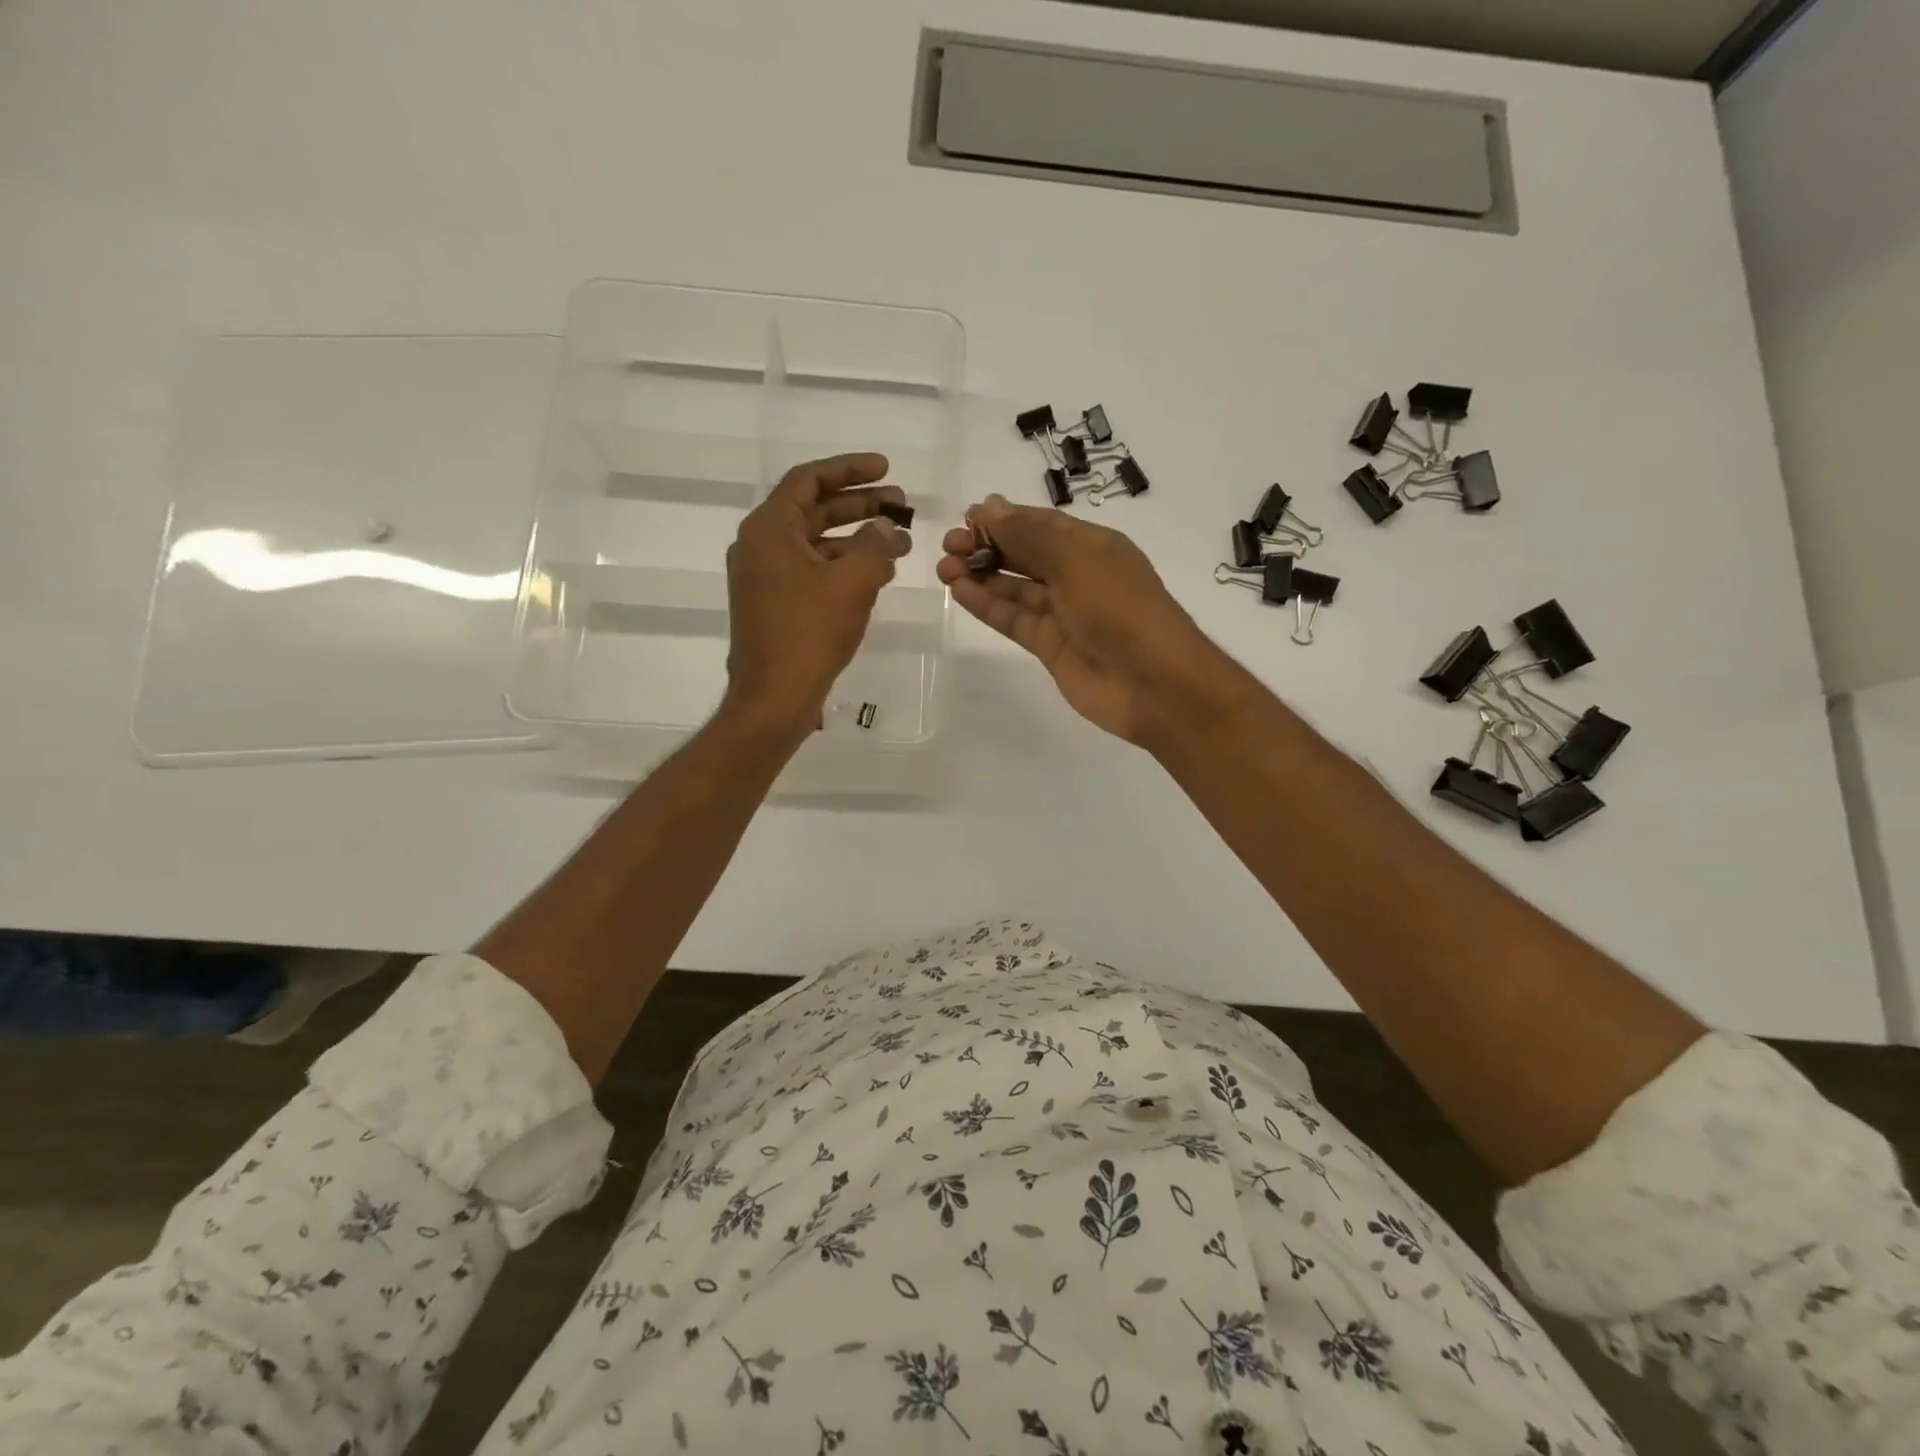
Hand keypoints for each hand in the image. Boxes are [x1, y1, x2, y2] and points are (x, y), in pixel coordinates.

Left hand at [723, 453, 910, 735]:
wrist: (774, 697)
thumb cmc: (810, 633)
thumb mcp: (853, 582)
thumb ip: (875, 545)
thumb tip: (887, 529)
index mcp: (769, 528)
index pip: (809, 479)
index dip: (850, 469)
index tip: (886, 469)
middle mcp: (760, 545)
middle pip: (814, 510)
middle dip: (860, 505)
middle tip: (901, 504)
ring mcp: (764, 577)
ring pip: (816, 543)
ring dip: (857, 540)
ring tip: (899, 543)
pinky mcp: (774, 604)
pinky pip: (812, 571)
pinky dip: (843, 567)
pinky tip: (878, 575)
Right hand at [935, 494, 1235, 745]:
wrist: (1152, 683)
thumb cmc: (1119, 609)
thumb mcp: (1076, 560)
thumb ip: (1030, 535)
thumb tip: (990, 507)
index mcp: (1093, 547)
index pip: (1042, 525)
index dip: (1005, 519)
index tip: (967, 517)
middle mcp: (1078, 576)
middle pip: (1025, 554)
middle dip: (988, 546)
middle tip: (949, 545)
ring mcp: (1064, 614)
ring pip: (1015, 588)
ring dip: (981, 575)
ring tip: (943, 567)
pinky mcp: (1051, 647)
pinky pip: (1014, 619)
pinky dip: (988, 605)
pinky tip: (959, 591)